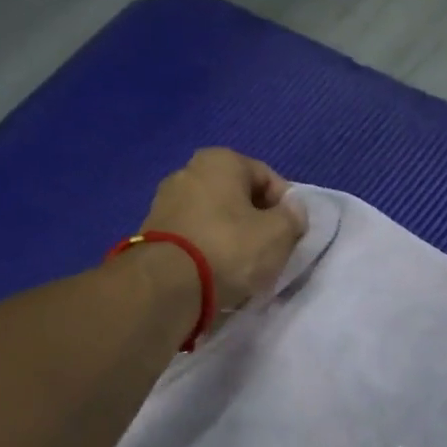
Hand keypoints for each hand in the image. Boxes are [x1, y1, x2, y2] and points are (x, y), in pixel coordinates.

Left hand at [139, 149, 306, 312]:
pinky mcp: (152, 231)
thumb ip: (293, 217)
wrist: (167, 285)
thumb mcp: (279, 233)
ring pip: (215, 217)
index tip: (291, 234)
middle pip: (239, 196)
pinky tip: (217, 271)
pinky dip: (209, 248)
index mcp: (220, 160)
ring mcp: (165, 200)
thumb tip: (291, 211)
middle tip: (270, 250)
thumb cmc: (230, 248)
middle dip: (257, 220)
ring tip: (244, 266)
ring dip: (232, 236)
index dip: (286, 207)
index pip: (268, 178)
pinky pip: (194, 235)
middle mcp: (188, 171)